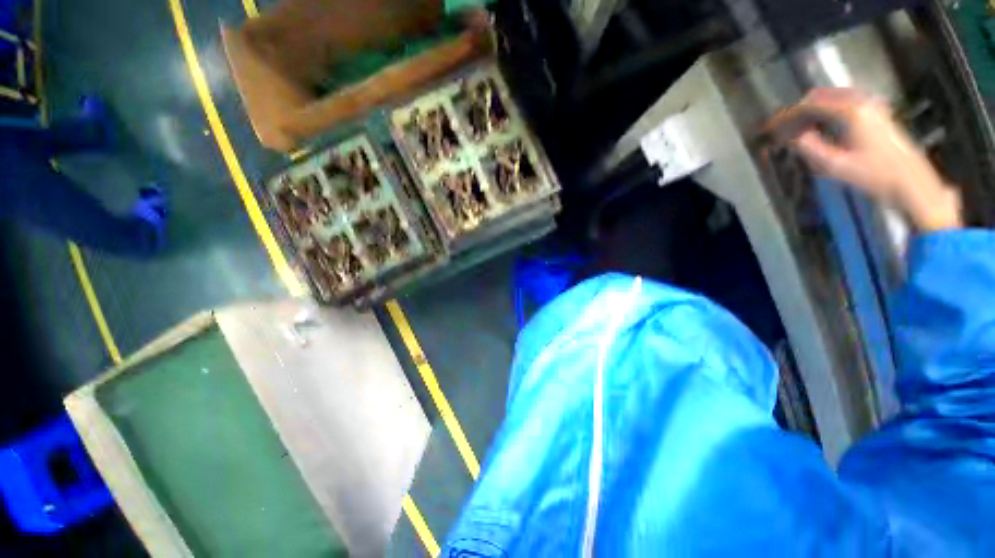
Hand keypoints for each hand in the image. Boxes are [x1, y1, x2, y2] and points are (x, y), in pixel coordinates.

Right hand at [787, 88, 962, 231]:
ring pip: (834, 98)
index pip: (812, 104)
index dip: (789, 114)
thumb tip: (794, 137)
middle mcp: (862, 101)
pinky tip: (821, 126)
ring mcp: (872, 105)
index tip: (773, 126)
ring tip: (799, 127)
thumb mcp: (836, 165)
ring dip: (814, 110)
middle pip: (823, 96)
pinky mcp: (877, 113)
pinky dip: (829, 111)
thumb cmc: (874, 175)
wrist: (911, 181)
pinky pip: (846, 103)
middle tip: (784, 127)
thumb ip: (811, 148)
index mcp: (851, 111)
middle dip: (801, 110)